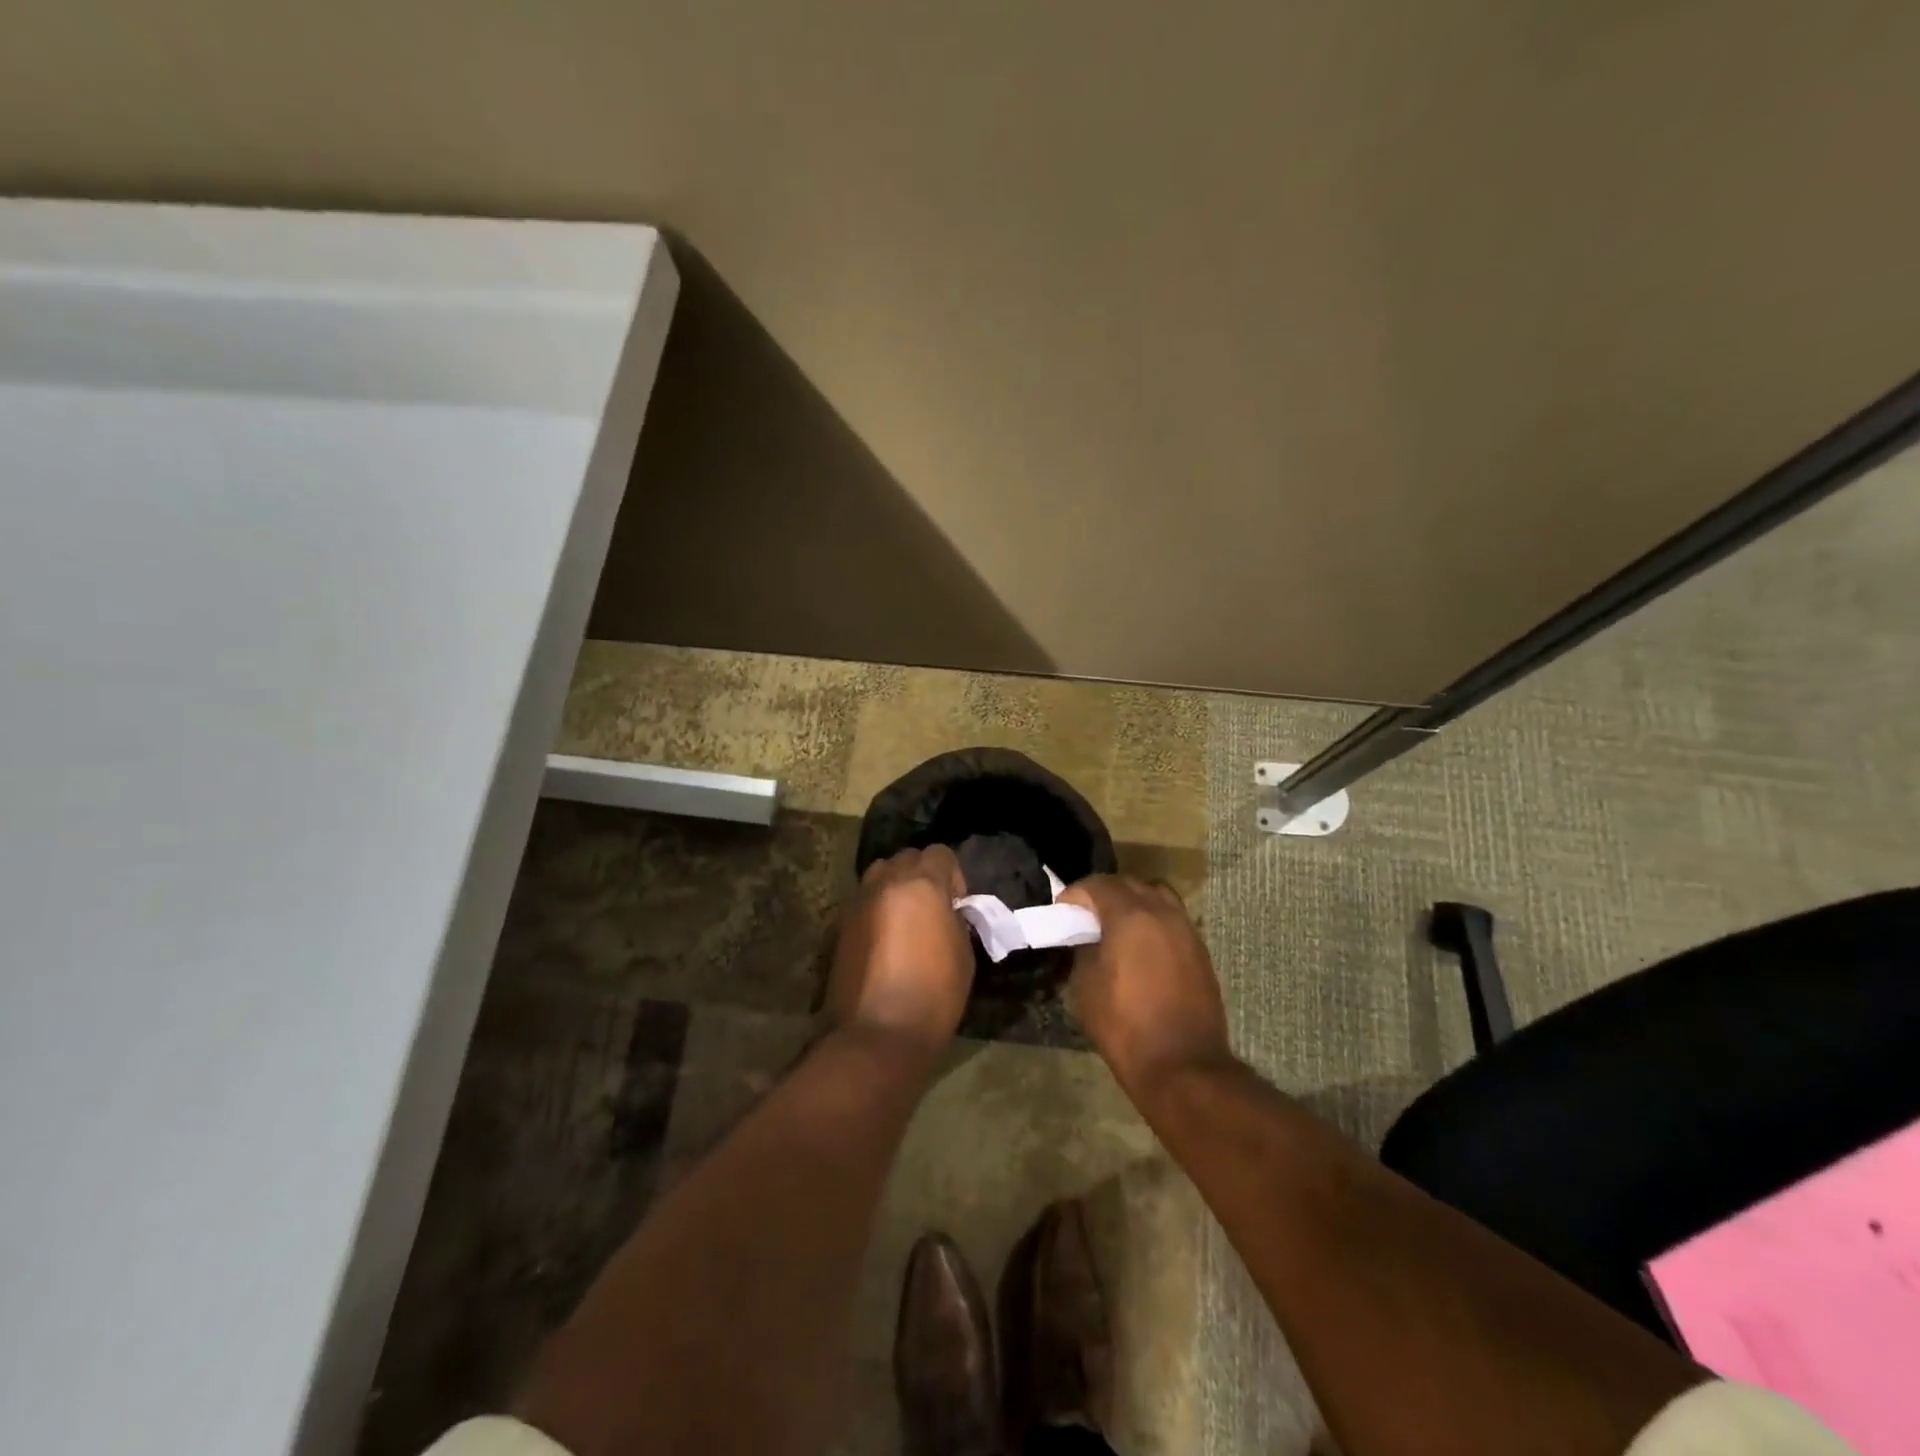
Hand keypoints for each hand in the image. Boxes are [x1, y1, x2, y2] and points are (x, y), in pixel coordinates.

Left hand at [825, 846, 974, 1055]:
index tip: (956, 904)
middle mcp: (886, 881)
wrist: (878, 1033)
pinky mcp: (839, 924)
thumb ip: (955, 919)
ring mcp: (858, 901)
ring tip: (904, 922)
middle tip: (930, 910)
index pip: (940, 853)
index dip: (952, 875)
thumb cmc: (934, 994)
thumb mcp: (963, 953)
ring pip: (880, 875)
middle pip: (907, 858)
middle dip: (921, 876)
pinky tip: (883, 943)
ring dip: (895, 888)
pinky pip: (863, 901)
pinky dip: (875, 910)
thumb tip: (947, 912)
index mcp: (923, 883)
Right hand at [1059, 875, 1233, 1095]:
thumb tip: (1087, 939)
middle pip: (1129, 883)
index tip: (1062, 910)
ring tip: (1116, 926)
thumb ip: (1083, 951)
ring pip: (1156, 896)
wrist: (1182, 1065)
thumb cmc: (1125, 1025)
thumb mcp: (1085, 986)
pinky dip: (1153, 920)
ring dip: (1133, 902)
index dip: (1075, 894)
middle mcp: (1162, 912)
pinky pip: (1172, 918)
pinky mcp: (1200, 950)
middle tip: (1085, 916)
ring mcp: (1186, 929)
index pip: (1097, 884)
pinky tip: (1141, 946)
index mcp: (1130, 915)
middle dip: (1104, 893)